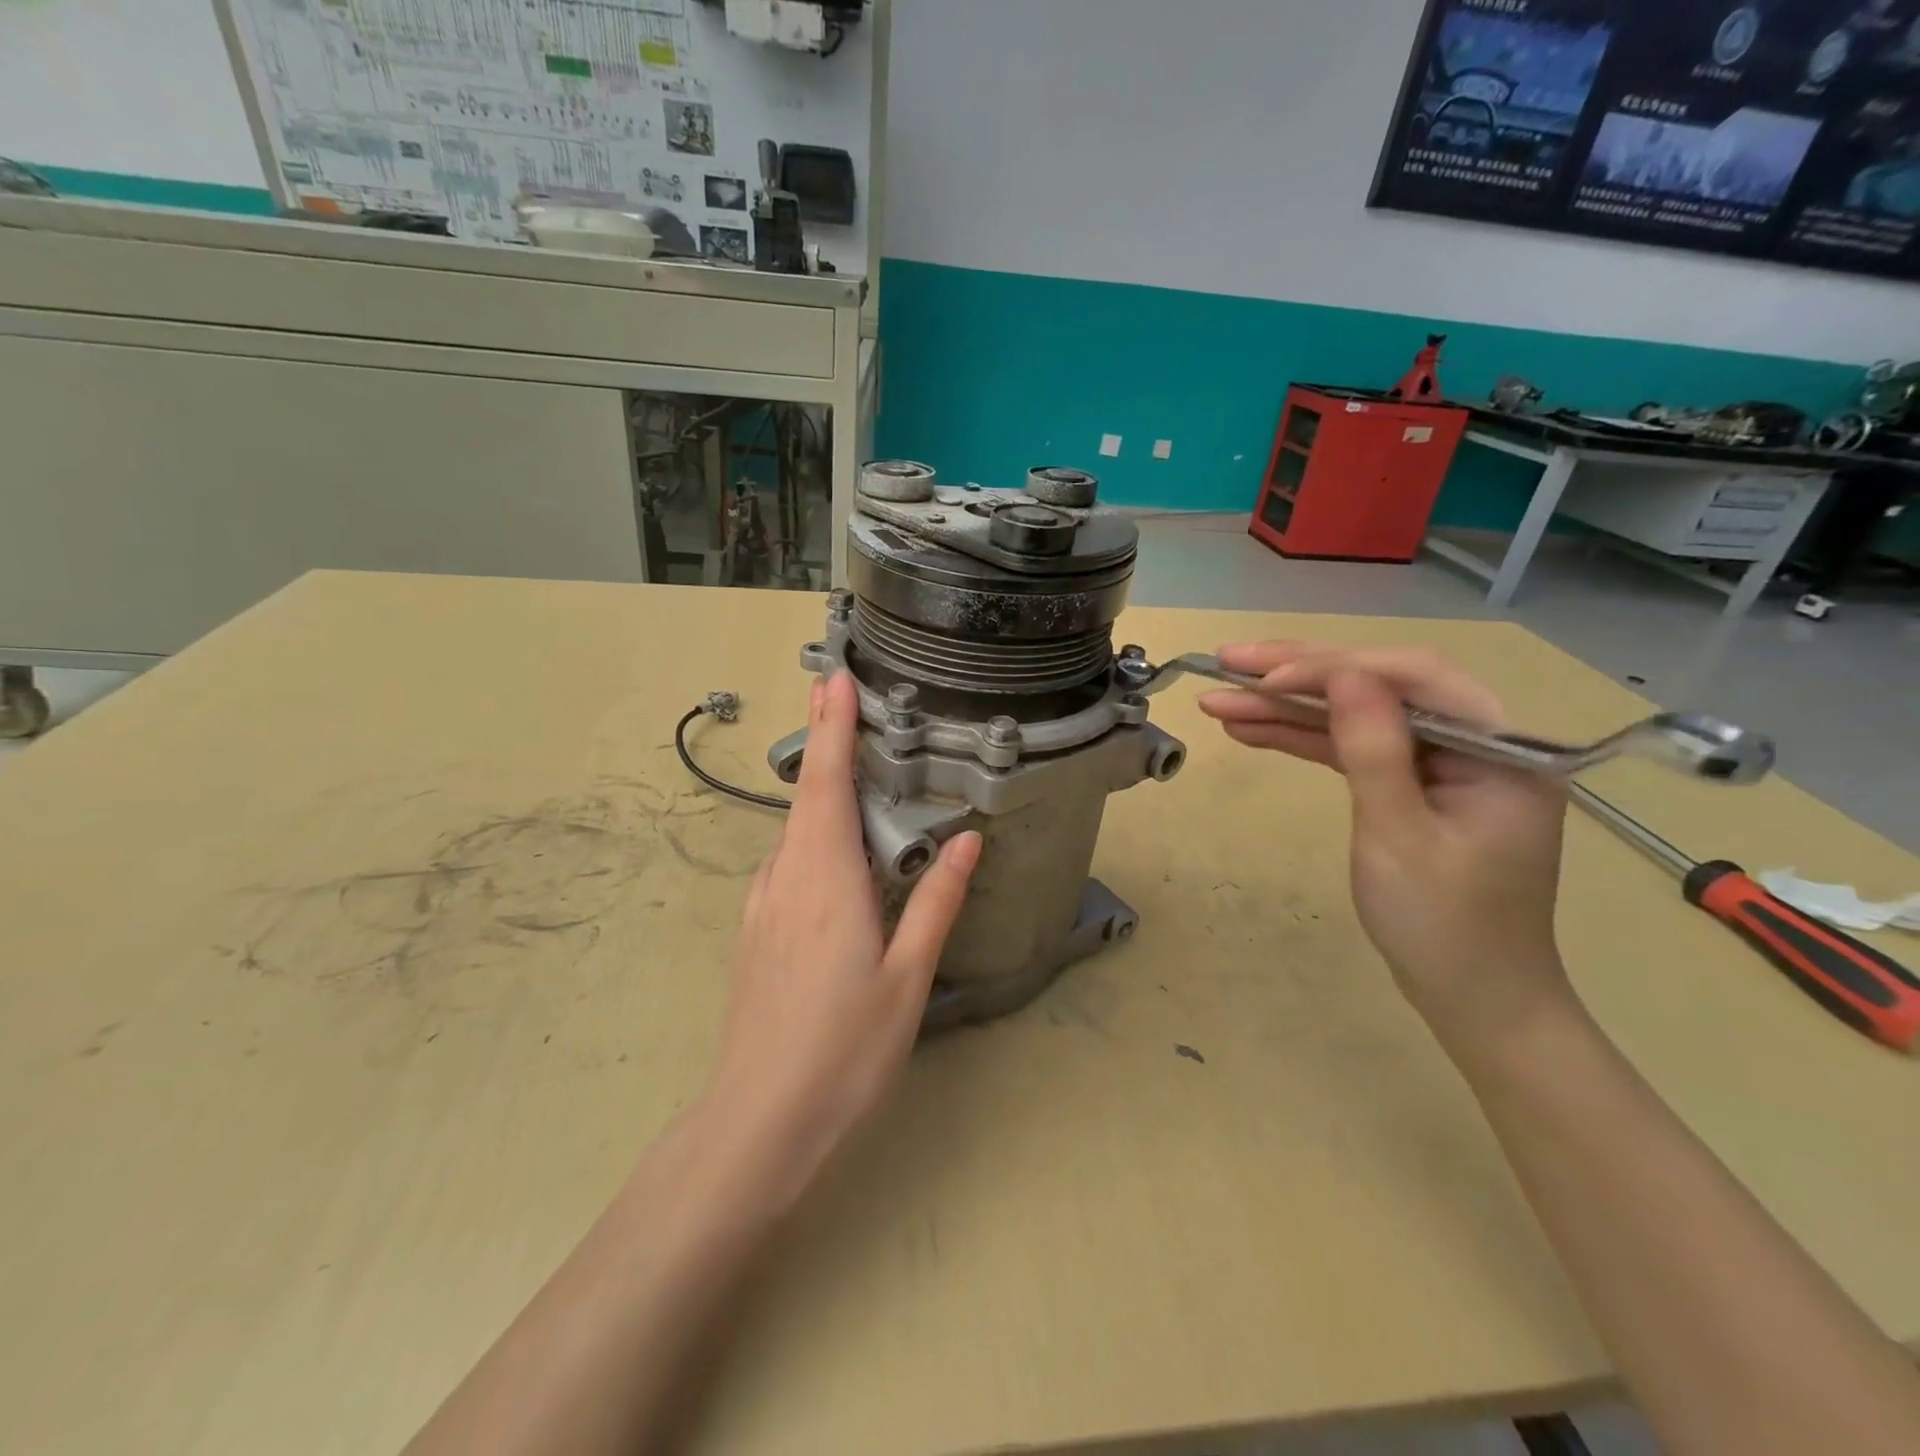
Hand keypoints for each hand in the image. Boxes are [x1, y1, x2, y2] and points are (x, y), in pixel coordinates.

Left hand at [704, 671, 980, 1210]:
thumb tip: (966, 841)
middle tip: (840, 691)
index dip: (834, 728)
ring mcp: (765, 903)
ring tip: (848, 758)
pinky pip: (788, 860)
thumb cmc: (844, 1049)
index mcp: (827, 879)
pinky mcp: (758, 929)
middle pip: (806, 793)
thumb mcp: (907, 977)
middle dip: (824, 739)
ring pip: (794, 827)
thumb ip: (936, 902)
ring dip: (818, 784)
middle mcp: (787, 877)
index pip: (829, 784)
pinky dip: (810, 829)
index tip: (837, 680)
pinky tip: (832, 845)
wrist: (758, 1120)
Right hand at [1199, 642, 1574, 1050]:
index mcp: (1500, 746)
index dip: (1332, 668)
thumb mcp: (1400, 836)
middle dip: (1297, 674)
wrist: (1473, 999)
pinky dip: (1302, 739)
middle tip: (1225, 662)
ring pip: (1354, 716)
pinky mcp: (1411, 785)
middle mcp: (1474, 740)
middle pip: (1377, 686)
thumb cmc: (1444, 926)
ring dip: (1286, 708)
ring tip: (1218, 700)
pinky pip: (1352, 749)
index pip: (1411, 678)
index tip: (1264, 677)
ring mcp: (1440, 763)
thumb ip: (1373, 748)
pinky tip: (1251, 729)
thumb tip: (1343, 672)